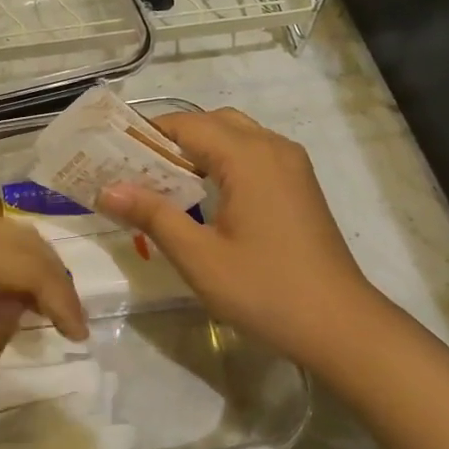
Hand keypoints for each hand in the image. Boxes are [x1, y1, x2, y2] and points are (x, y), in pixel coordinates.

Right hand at [98, 109, 373, 365]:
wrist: (341, 325)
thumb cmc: (265, 290)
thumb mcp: (199, 257)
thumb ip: (153, 216)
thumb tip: (107, 189)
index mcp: (248, 157)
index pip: (187, 125)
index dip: (148, 135)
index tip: (114, 156)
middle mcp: (273, 148)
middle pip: (212, 122)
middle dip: (173, 139)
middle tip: (138, 170)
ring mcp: (292, 165)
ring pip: (236, 136)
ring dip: (200, 149)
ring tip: (167, 182)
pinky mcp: (300, 184)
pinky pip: (255, 154)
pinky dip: (225, 160)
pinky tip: (208, 196)